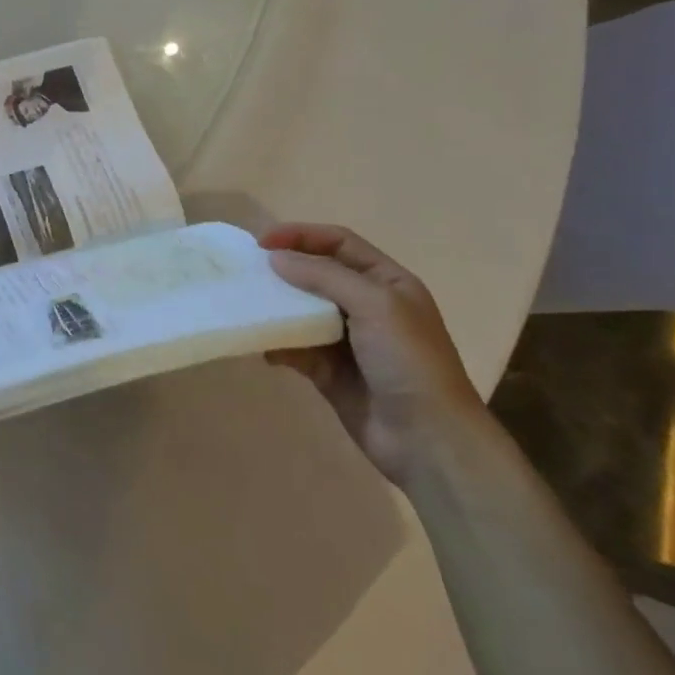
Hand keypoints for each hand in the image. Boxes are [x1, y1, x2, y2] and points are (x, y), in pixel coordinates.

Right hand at [260, 223, 486, 483]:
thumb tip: (275, 258)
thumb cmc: (408, 361)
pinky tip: (264, 348)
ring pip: (301, 311)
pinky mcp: (328, 370)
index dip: (300, 235)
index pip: (338, 243)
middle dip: (283, 271)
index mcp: (387, 283)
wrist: (427, 438)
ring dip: (276, 308)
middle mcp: (367, 306)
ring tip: (247, 306)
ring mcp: (347, 340)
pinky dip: (277, 344)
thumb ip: (324, 276)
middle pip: (316, 274)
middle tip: (246, 272)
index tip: (261, 242)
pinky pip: (295, 347)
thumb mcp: (375, 305)